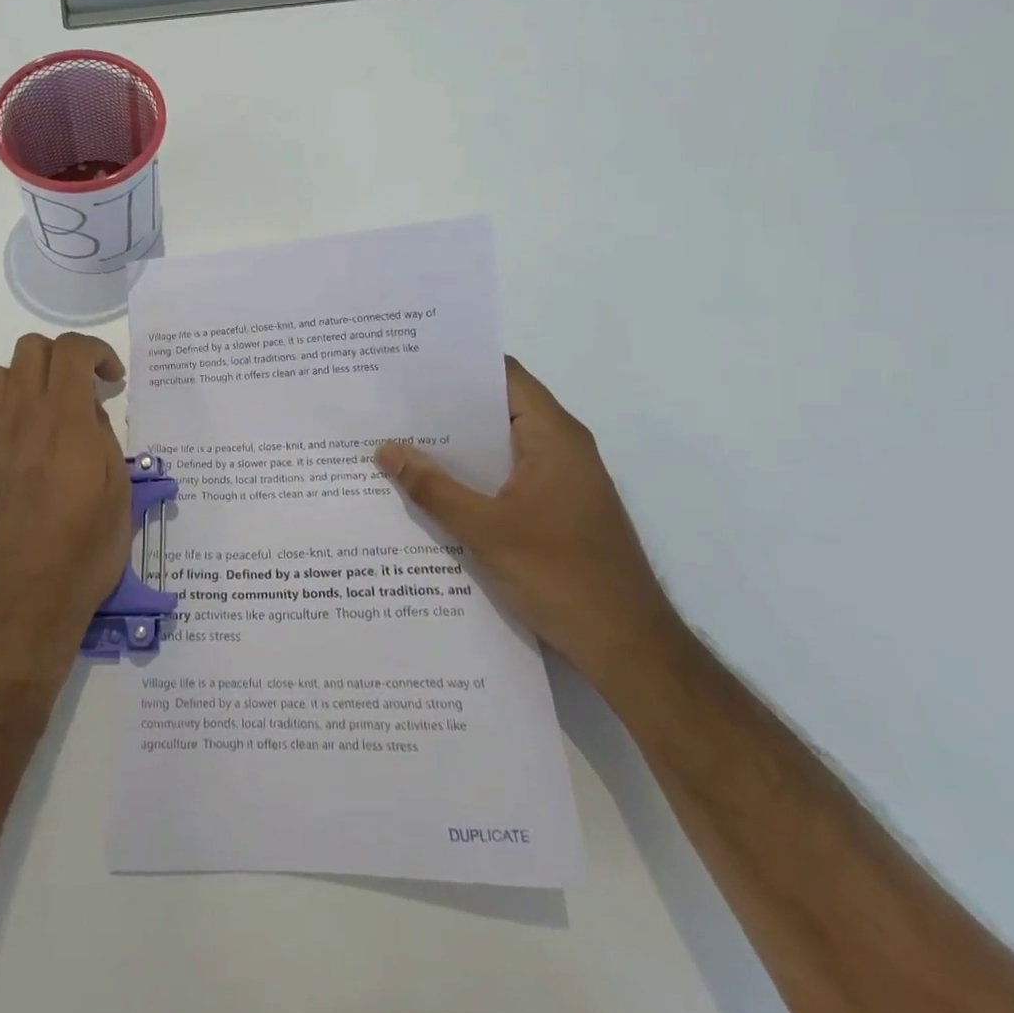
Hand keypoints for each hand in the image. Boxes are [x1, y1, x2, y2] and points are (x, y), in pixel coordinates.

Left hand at [0, 333, 130, 685]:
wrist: (20, 606)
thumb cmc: (83, 555)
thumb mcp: (118, 495)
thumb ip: (104, 440)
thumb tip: (87, 411)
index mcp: (64, 422)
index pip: (71, 349)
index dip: (96, 351)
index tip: (111, 380)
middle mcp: (20, 419)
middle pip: (29, 349)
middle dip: (60, 358)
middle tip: (80, 393)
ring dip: (22, 382)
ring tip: (43, 414)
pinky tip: (2, 442)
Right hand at [375, 358, 681, 687]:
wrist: (628, 647)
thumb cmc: (562, 576)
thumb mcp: (485, 530)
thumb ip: (432, 488)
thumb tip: (385, 449)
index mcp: (554, 437)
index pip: (505, 377)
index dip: (459, 366)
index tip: (410, 365)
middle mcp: (560, 449)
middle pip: (498, 410)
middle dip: (446, 408)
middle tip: (390, 404)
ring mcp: (560, 482)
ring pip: (499, 448)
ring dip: (456, 448)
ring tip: (398, 441)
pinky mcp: (556, 511)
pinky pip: (506, 478)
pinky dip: (472, 478)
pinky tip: (431, 489)